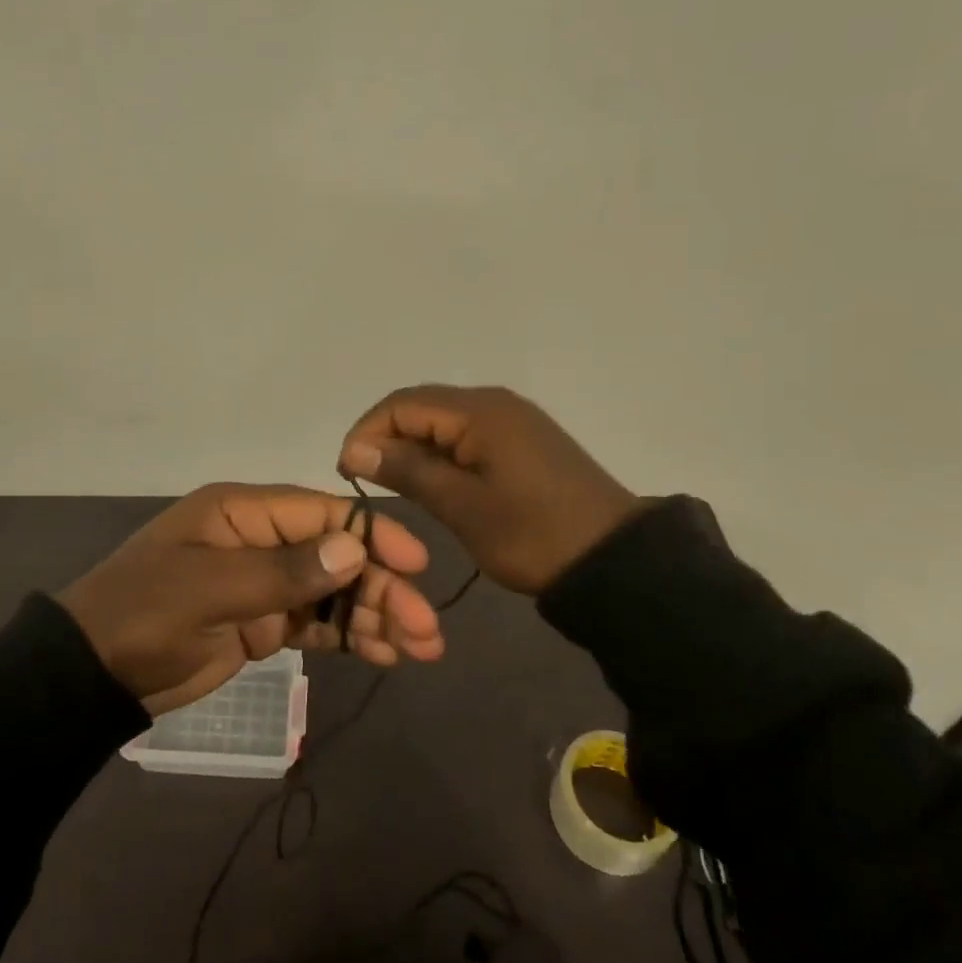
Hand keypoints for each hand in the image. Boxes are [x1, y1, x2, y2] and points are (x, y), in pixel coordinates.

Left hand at [56, 484, 444, 714]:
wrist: (92, 674)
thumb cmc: (145, 614)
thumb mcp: (210, 589)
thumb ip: (284, 571)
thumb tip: (353, 549)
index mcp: (243, 512)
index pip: (321, 513)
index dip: (371, 536)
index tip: (415, 565)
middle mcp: (260, 539)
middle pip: (336, 554)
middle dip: (382, 586)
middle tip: (427, 628)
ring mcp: (263, 582)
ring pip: (333, 590)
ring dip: (375, 613)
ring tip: (420, 648)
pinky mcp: (262, 622)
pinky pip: (316, 621)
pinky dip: (349, 634)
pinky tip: (384, 653)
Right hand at [337, 385, 644, 595]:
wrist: (614, 560)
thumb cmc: (532, 534)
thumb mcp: (462, 506)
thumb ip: (407, 470)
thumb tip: (356, 448)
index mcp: (479, 411)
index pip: (402, 404)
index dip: (366, 432)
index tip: (346, 472)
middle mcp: (493, 402)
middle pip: (421, 406)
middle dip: (385, 436)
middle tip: (365, 478)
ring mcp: (512, 419)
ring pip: (443, 420)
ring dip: (412, 445)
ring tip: (392, 482)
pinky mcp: (523, 440)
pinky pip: (467, 433)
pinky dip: (440, 451)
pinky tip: (432, 480)